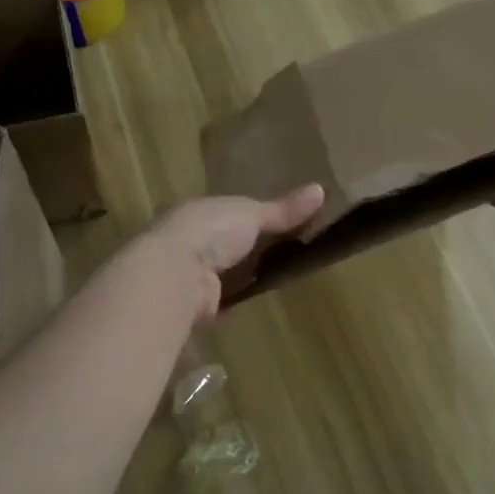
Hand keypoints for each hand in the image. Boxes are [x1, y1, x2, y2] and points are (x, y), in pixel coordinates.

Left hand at [142, 184, 324, 318]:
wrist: (173, 276)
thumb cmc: (210, 232)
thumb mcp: (252, 213)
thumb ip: (284, 209)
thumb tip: (321, 189)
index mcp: (199, 210)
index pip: (232, 211)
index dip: (258, 216)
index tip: (288, 222)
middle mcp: (190, 239)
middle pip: (231, 242)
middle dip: (255, 247)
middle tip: (293, 251)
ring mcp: (191, 273)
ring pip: (229, 270)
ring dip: (248, 272)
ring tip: (285, 274)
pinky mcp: (196, 304)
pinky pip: (225, 297)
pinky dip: (241, 297)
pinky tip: (261, 297)